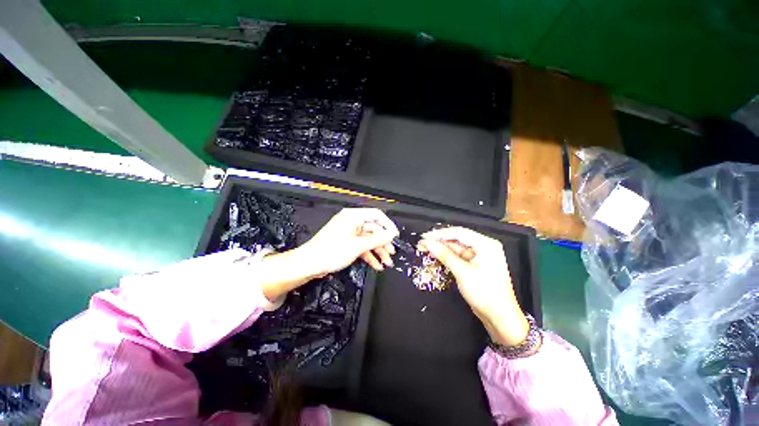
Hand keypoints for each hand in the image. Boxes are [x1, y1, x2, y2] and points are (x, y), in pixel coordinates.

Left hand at [260, 208, 398, 301]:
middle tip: (391, 253)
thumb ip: (377, 239)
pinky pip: (362, 246)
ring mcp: (349, 233)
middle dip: (383, 242)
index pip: (377, 215)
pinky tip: (376, 264)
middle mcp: (352, 222)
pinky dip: (369, 255)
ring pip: (369, 239)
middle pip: (374, 229)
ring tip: (386, 262)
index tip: (395, 236)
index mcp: (353, 216)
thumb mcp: (357, 245)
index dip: (388, 225)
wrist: (309, 264)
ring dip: (378, 251)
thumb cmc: (330, 251)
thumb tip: (391, 234)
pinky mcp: (347, 242)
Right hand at [419, 227, 528, 346]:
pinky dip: (446, 256)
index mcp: (486, 244)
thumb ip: (444, 255)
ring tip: (424, 248)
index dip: (440, 234)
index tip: (424, 237)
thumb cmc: (485, 293)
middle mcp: (483, 246)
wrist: (500, 317)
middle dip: (438, 241)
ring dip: (440, 248)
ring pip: (455, 247)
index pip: (459, 233)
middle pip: (457, 239)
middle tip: (422, 243)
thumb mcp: (462, 272)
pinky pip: (458, 256)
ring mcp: (479, 256)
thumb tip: (428, 243)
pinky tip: (435, 255)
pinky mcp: (474, 264)